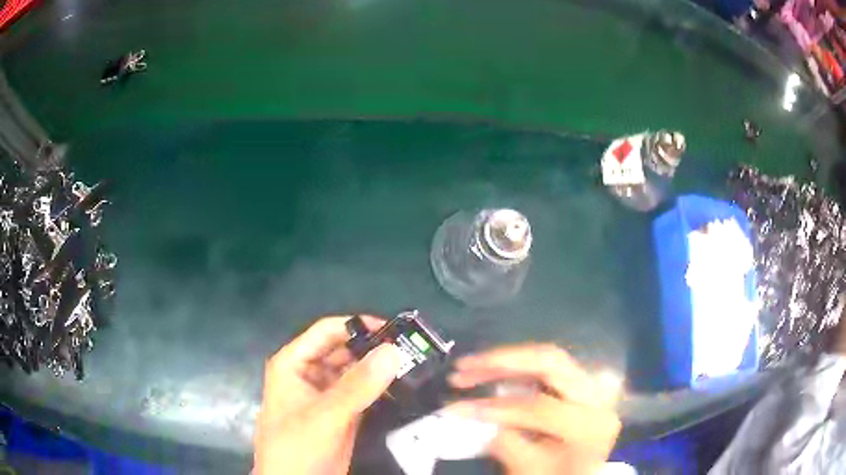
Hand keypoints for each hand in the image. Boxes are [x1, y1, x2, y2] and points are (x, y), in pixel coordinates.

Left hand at [254, 316, 401, 474]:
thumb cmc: (297, 446)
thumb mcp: (325, 415)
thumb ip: (358, 385)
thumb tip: (393, 351)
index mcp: (294, 363)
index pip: (327, 332)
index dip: (358, 326)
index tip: (394, 330)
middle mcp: (310, 373)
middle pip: (344, 349)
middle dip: (374, 348)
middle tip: (412, 349)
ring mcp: (327, 394)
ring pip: (356, 372)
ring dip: (380, 369)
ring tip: (414, 364)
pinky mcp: (342, 413)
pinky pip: (363, 393)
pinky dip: (380, 389)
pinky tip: (404, 386)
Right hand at [445, 344, 621, 474]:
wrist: (585, 473)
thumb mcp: (531, 470)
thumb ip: (507, 444)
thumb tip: (479, 415)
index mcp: (590, 424)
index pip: (541, 408)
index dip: (498, 407)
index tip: (457, 408)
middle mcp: (597, 395)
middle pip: (550, 362)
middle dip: (502, 361)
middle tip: (463, 366)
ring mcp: (590, 383)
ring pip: (547, 356)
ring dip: (505, 359)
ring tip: (468, 366)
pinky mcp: (579, 380)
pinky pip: (547, 364)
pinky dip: (516, 365)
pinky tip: (492, 370)